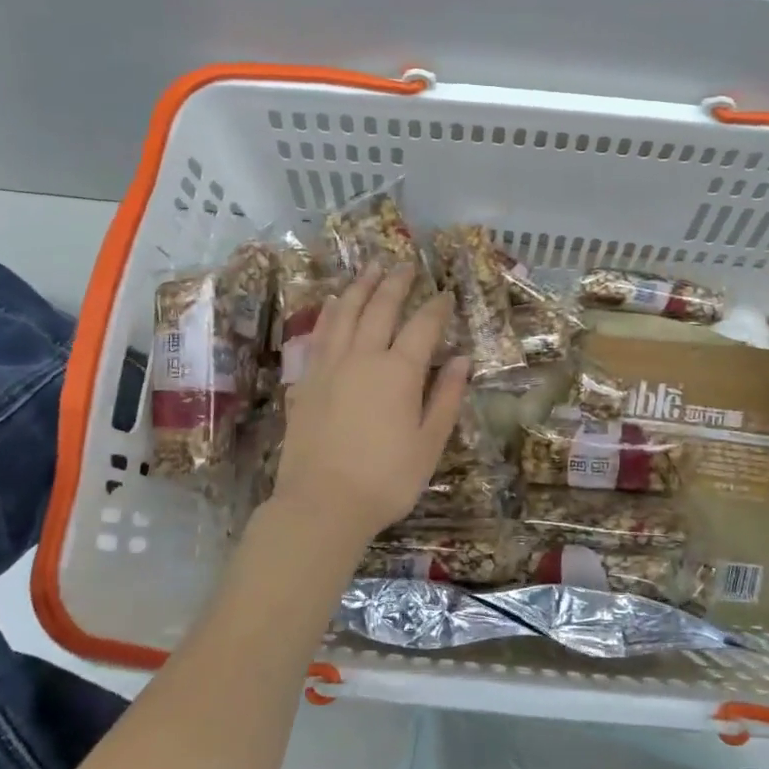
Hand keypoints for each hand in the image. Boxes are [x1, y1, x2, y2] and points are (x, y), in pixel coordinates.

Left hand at [275, 264, 469, 543]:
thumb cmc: (386, 479)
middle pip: (380, 308)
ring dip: (359, 287)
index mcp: (399, 372)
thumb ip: (445, 397)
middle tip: (404, 264)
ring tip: (370, 267)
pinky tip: (331, 303)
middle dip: (395, 283)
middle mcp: (363, 357)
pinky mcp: (306, 381)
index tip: (445, 293)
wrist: (322, 504)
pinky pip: (318, 335)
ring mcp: (329, 366)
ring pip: (344, 313)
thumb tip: (462, 360)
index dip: (437, 307)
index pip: (423, 326)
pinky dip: (328, 314)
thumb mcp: (429, 443)